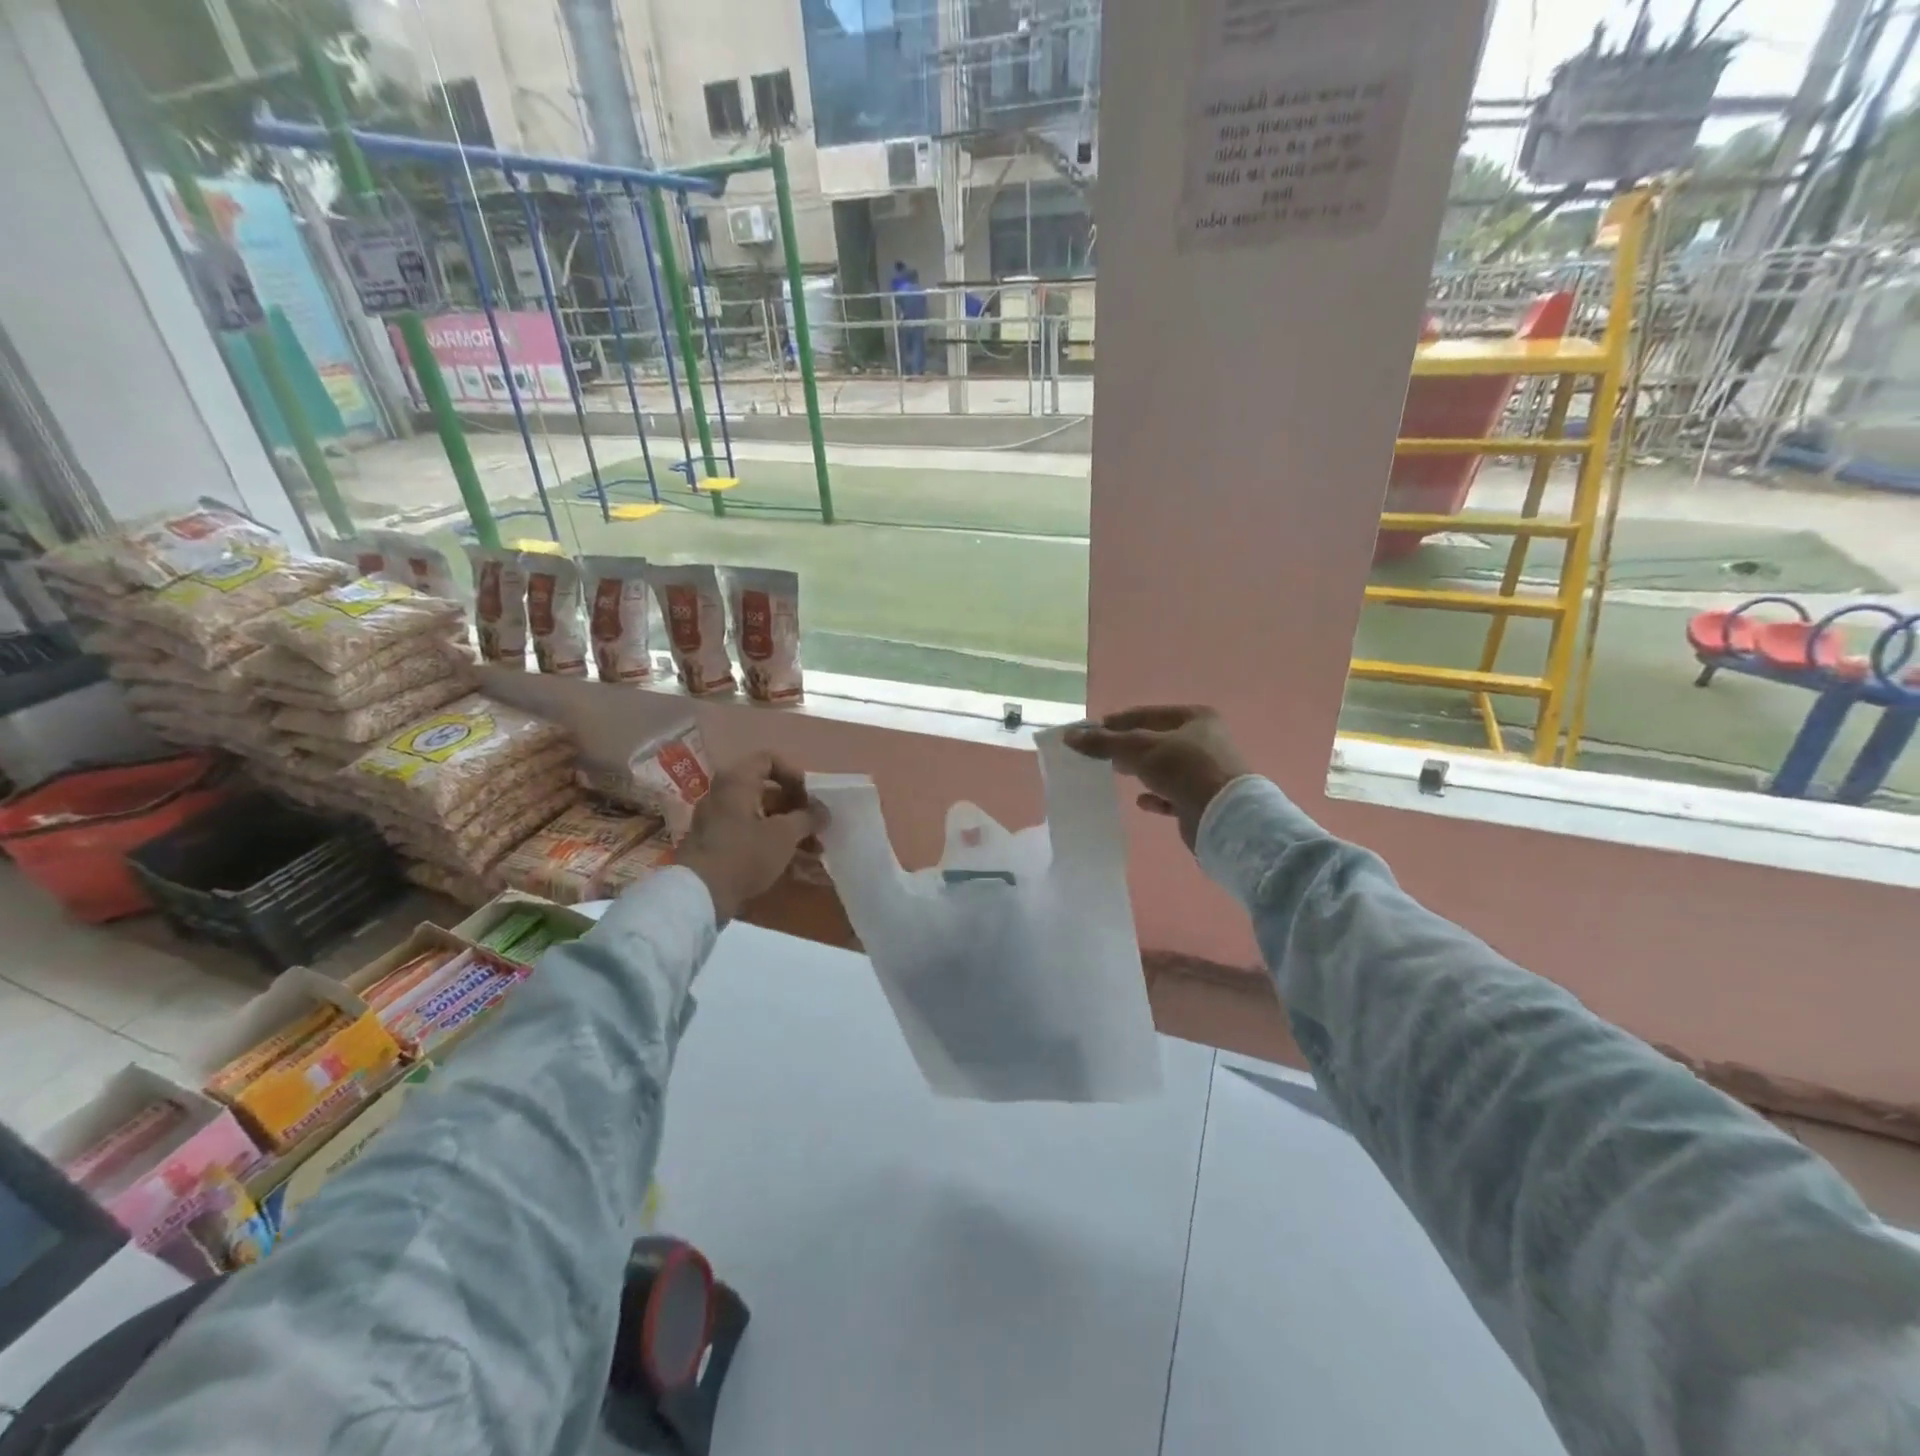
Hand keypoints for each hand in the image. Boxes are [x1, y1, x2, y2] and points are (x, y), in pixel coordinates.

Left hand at [675, 752, 827, 923]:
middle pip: (766, 791)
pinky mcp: (716, 845)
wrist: (699, 894)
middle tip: (816, 827)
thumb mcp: (784, 834)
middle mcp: (723, 794)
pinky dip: (771, 844)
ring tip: (813, 851)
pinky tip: (794, 866)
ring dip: (788, 830)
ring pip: (760, 816)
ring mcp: (717, 821)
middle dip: (796, 809)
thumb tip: (823, 811)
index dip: (794, 775)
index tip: (809, 798)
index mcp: (737, 781)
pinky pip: (749, 835)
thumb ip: (807, 818)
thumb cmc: (745, 854)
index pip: (769, 760)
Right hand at [1064, 705, 1249, 848]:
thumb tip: (1069, 735)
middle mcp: (1204, 740)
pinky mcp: (1202, 799)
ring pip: (1163, 767)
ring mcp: (1205, 771)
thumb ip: (1105, 742)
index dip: (1115, 722)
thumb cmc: (1185, 770)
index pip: (1145, 714)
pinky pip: (1172, 794)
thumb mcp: (1140, 749)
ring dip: (1140, 770)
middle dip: (1127, 746)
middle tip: (1098, 755)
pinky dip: (1155, 796)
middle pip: (1155, 740)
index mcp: (1195, 718)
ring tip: (1115, 773)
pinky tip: (1141, 801)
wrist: (1224, 817)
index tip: (1088, 733)